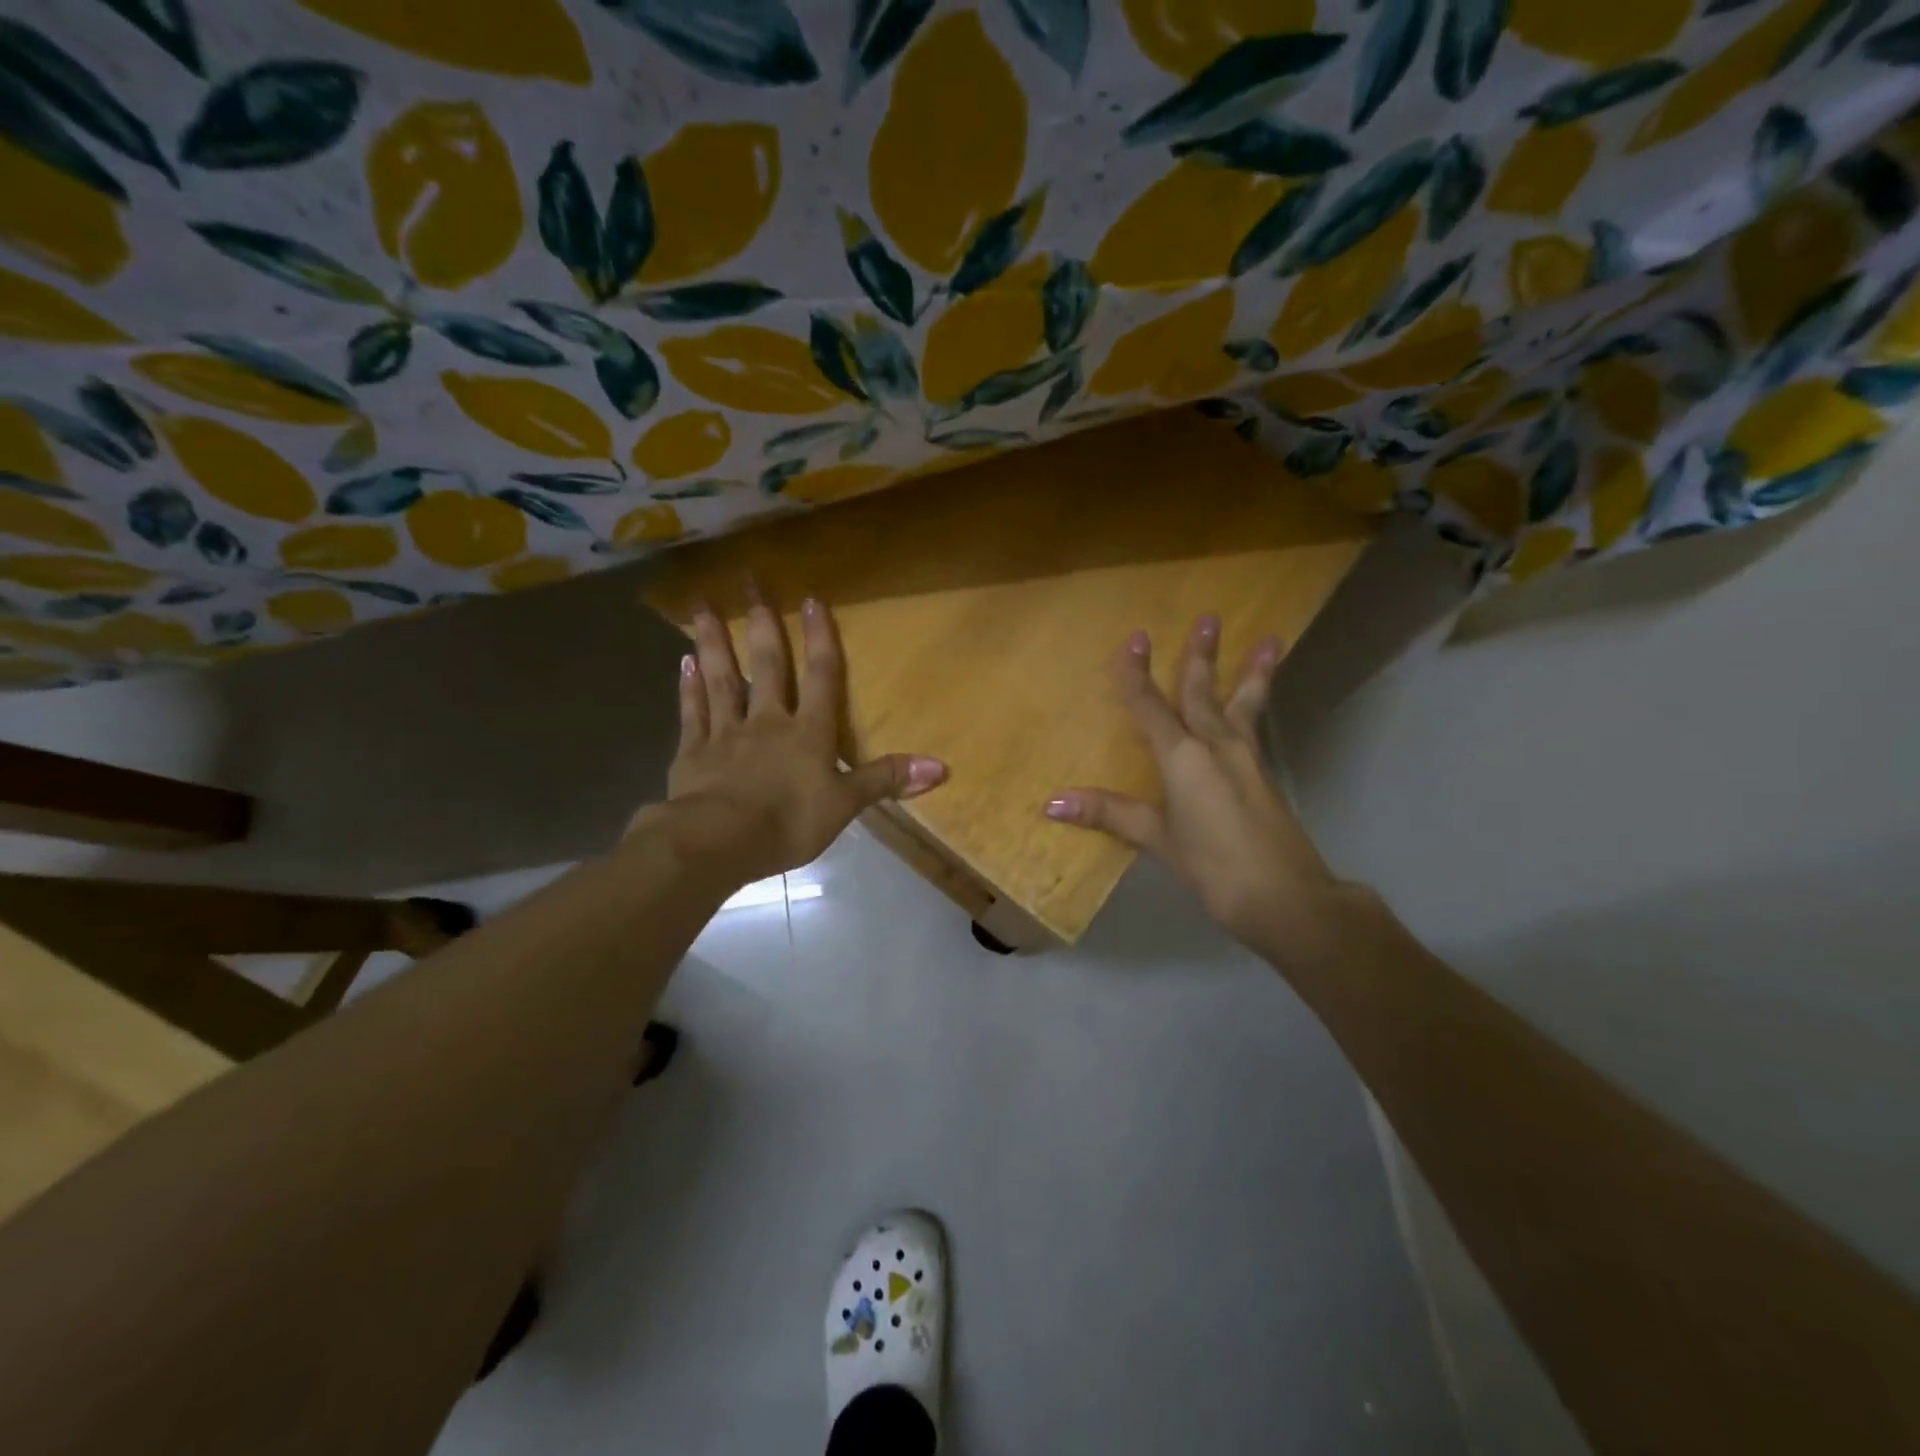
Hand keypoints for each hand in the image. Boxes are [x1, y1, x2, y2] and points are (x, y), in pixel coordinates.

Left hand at [654, 590, 945, 885]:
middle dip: (761, 623)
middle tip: (750, 582)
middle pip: (767, 666)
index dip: (820, 638)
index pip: (821, 677)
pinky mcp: (693, 753)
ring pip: (722, 680)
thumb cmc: (789, 822)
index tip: (811, 598)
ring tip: (702, 607)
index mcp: (808, 732)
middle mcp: (767, 721)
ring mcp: (726, 733)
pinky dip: (688, 688)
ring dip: (714, 643)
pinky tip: (683, 662)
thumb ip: (887, 779)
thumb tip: (943, 766)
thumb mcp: (846, 804)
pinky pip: (692, 713)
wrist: (720, 841)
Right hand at [1044, 615, 1339, 955]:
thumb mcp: (1158, 840)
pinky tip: (1257, 708)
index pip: (1151, 706)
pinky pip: (1255, 727)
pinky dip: (1257, 706)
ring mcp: (1246, 759)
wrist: (1287, 898)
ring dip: (1251, 672)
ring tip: (1270, 641)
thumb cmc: (1214, 866)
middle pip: (1202, 693)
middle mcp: (1216, 746)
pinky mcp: (1264, 776)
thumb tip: (1052, 803)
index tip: (1135, 639)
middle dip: (1200, 656)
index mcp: (1183, 757)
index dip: (1137, 674)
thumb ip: (1110, 814)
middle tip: (1209, 618)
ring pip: (1242, 705)